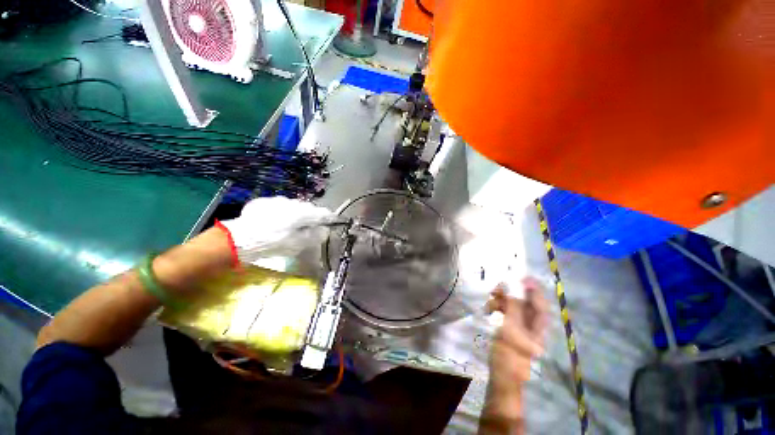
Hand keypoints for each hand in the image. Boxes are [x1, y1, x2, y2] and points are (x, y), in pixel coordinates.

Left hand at [221, 197, 334, 264]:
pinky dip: (282, 212)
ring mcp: (277, 201)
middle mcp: (292, 203)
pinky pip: (279, 206)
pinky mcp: (264, 202)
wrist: (239, 239)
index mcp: (302, 213)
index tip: (334, 220)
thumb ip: (314, 236)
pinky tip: (276, 222)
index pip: (322, 213)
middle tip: (311, 226)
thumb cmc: (273, 243)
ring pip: (293, 206)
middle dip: (312, 215)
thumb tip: (324, 230)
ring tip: (292, 224)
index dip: (329, 217)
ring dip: (297, 213)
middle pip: (308, 208)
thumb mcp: (297, 244)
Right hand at [482, 277, 547, 423]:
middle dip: (511, 292)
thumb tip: (510, 286)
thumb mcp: (510, 329)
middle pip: (525, 302)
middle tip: (497, 287)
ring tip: (490, 299)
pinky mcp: (510, 327)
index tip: (521, 277)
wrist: (501, 375)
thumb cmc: (509, 355)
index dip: (533, 289)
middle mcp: (532, 324)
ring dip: (501, 299)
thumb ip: (511, 307)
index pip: (540, 303)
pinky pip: (505, 311)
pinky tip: (489, 308)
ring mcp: (521, 325)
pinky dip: (497, 307)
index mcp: (538, 326)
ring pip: (513, 305)